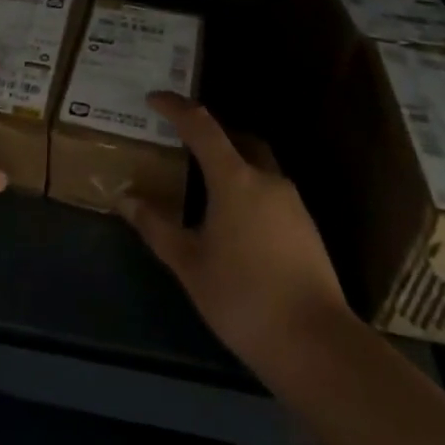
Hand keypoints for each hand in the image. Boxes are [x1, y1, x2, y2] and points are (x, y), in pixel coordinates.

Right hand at [120, 93, 349, 386]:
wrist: (317, 346)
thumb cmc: (244, 298)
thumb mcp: (189, 264)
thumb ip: (156, 226)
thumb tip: (126, 198)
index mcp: (235, 178)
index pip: (201, 125)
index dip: (175, 107)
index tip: (153, 99)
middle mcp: (267, 179)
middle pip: (237, 139)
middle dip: (209, 134)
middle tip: (182, 141)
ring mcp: (293, 203)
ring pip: (257, 166)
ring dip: (231, 164)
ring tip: (204, 185)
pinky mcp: (307, 229)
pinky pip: (270, 192)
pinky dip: (248, 190)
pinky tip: (234, 221)